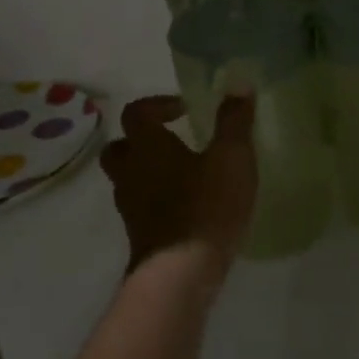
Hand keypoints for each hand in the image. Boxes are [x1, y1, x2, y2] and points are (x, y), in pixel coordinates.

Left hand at [100, 94, 256, 283]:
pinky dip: (155, 200)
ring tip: (182, 175)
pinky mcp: (138, 235)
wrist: (180, 275)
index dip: (157, 105)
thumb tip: (238, 82)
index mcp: (147, 146)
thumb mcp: (232, 158)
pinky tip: (184, 207)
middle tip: (173, 141)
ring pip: (127, 179)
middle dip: (142, 140)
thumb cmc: (206, 207)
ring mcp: (129, 206)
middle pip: (120, 147)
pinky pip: (140, 206)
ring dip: (147, 171)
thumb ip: (235, 120)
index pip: (136, 112)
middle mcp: (130, 172)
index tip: (184, 109)